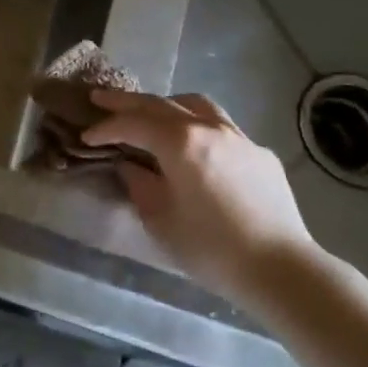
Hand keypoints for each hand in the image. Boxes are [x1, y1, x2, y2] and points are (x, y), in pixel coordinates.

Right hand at [81, 88, 314, 298]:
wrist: (281, 268)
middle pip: (160, 104)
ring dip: (167, 105)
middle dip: (127, 102)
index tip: (86, 135)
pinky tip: (196, 148)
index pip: (133, 124)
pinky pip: (222, 128)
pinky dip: (198, 127)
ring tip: (151, 113)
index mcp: (180, 142)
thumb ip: (139, 184)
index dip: (106, 127)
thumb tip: (130, 166)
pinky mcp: (260, 154)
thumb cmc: (210, 247)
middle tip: (100, 97)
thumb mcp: (160, 219)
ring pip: (196, 106)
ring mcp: (239, 137)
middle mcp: (209, 128)